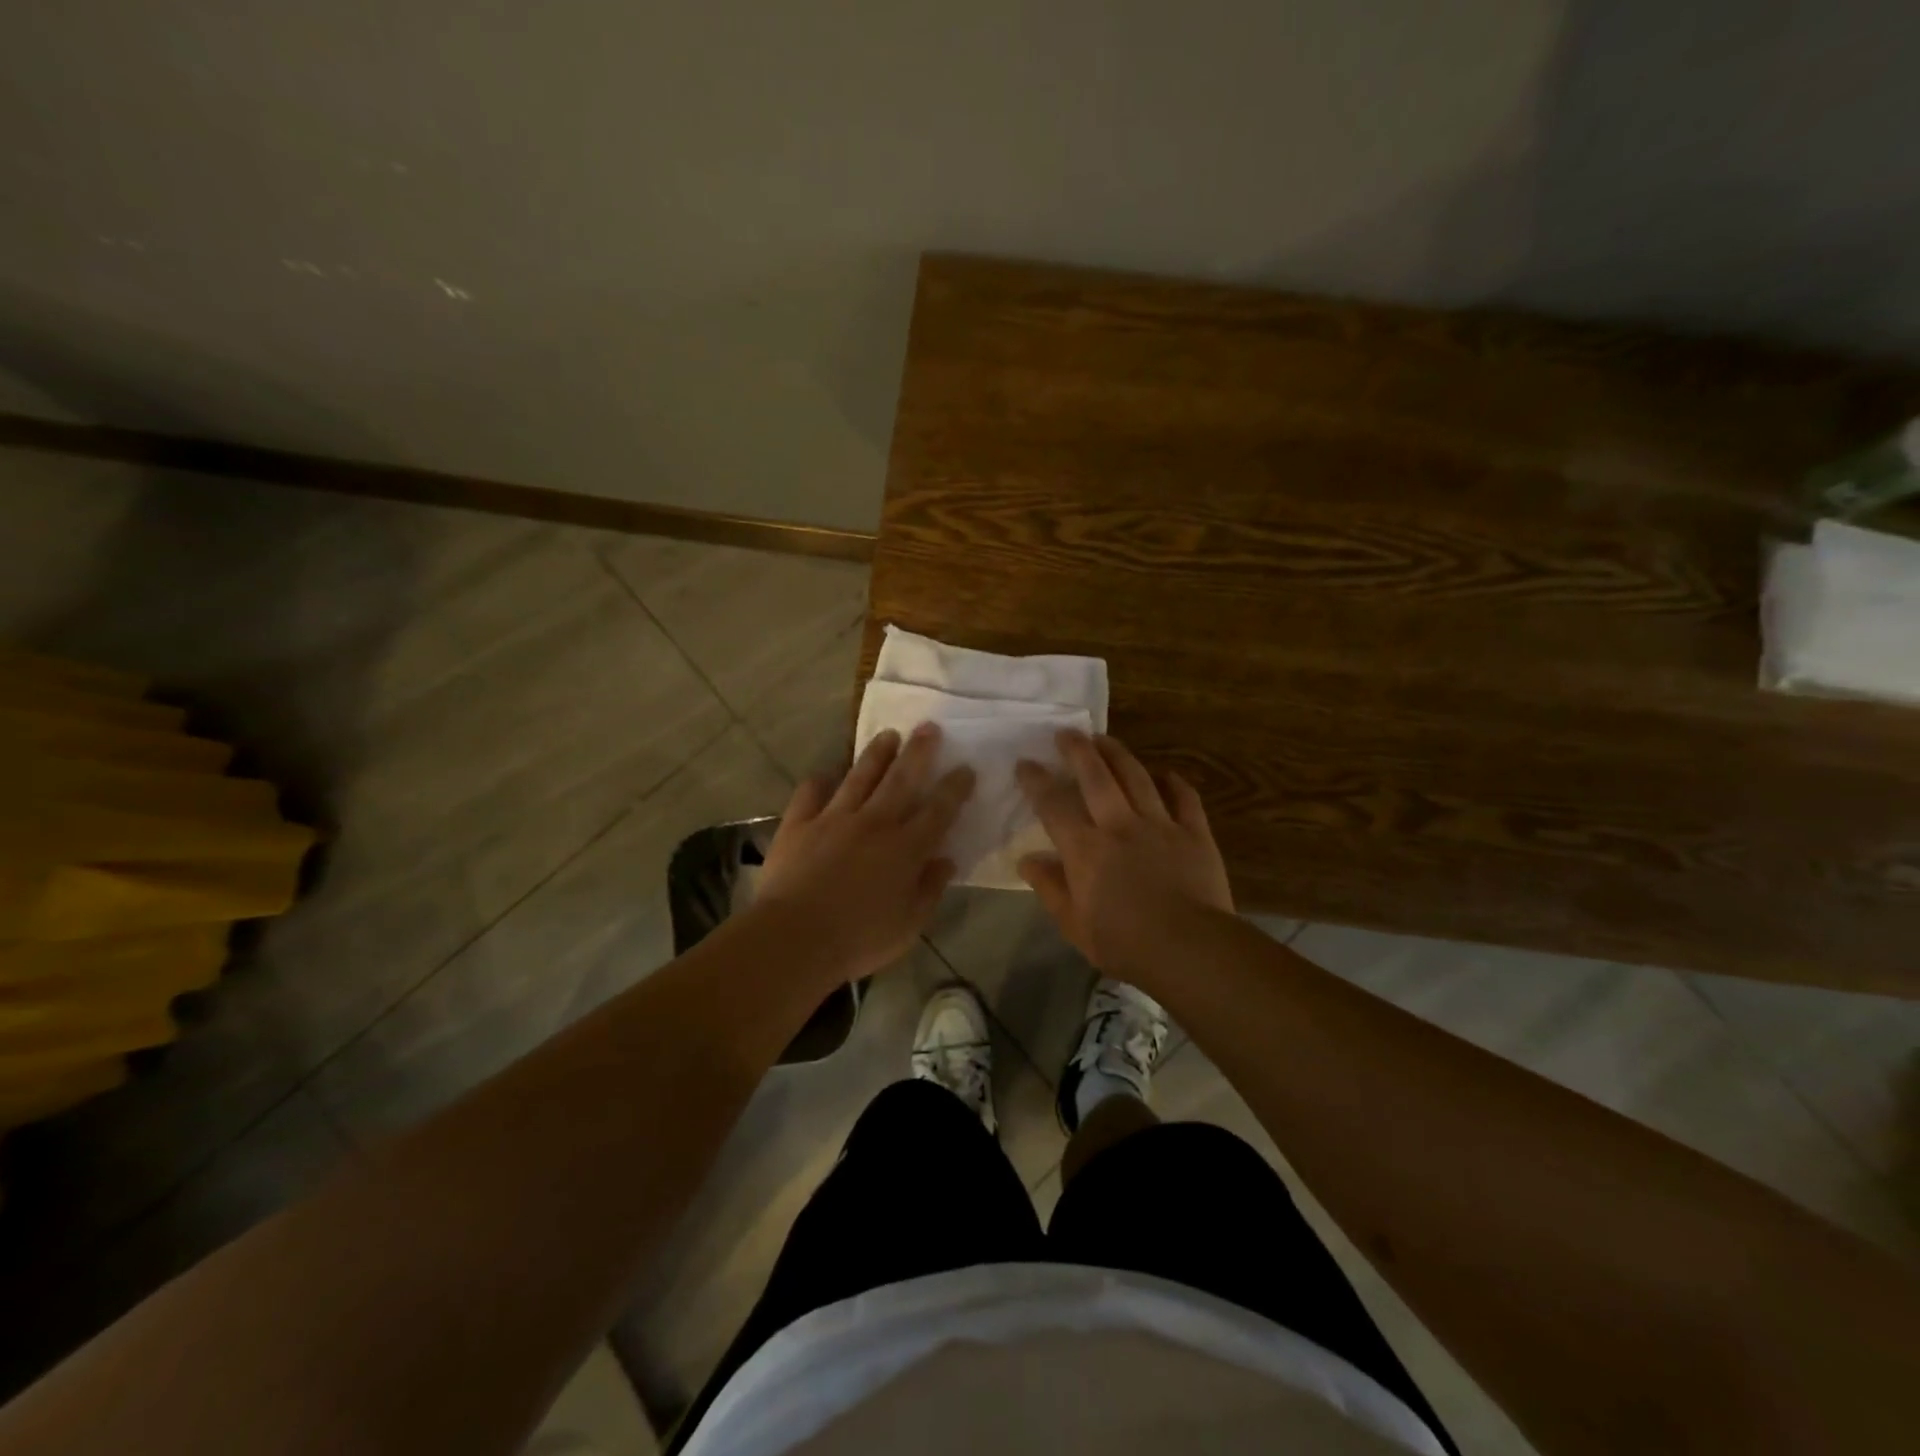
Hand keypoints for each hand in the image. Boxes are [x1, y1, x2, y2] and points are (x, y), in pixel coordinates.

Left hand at [756, 722, 973, 982]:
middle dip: (919, 752)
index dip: (954, 787)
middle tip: (929, 727)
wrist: (794, 937)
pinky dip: (820, 781)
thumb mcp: (909, 924)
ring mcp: (834, 818)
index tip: (965, 767)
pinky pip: (811, 793)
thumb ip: (929, 888)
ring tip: (888, 735)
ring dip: (876, 754)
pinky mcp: (799, 824)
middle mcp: (874, 823)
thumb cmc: (859, 938)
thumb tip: (946, 860)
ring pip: (860, 776)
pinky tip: (826, 774)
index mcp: (905, 848)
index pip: (938, 810)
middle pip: (901, 779)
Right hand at [1015, 731, 1232, 972]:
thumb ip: (1050, 888)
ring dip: (1118, 754)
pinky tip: (1166, 774)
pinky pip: (1185, 798)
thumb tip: (1026, 859)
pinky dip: (1175, 783)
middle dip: (1078, 750)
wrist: (1190, 949)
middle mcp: (1119, 825)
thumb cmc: (1125, 944)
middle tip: (1067, 732)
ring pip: (1137, 777)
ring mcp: (1160, 825)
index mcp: (1086, 849)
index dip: (1037, 781)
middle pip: (1096, 777)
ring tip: (1105, 739)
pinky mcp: (1194, 833)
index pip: (1054, 806)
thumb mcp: (1074, 925)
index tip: (1025, 763)